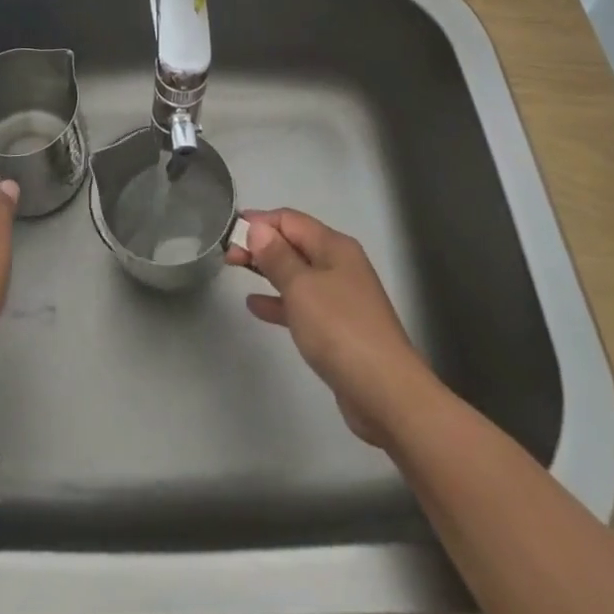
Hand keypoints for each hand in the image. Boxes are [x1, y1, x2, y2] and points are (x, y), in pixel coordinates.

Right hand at [226, 208, 433, 445]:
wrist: (386, 394)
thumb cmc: (340, 330)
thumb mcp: (301, 288)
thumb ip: (277, 256)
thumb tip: (258, 228)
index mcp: (334, 247)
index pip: (290, 220)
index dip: (258, 222)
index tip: (228, 232)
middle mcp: (339, 265)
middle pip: (294, 244)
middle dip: (261, 245)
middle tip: (227, 254)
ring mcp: (340, 298)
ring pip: (296, 273)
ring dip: (267, 270)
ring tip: (235, 271)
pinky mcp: (338, 328)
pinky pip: (302, 304)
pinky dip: (279, 301)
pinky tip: (255, 306)